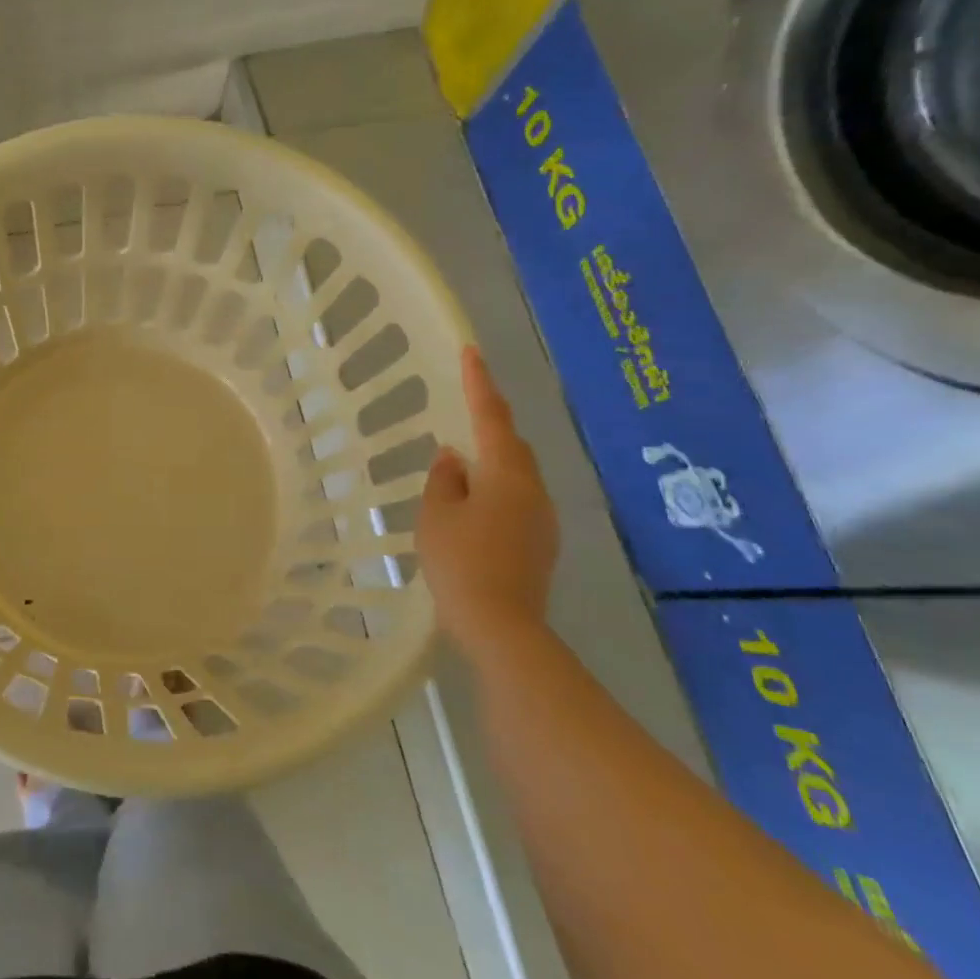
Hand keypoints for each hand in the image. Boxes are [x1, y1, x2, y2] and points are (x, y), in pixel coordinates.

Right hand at [415, 347, 558, 652]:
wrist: (501, 626)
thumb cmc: (460, 561)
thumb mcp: (436, 515)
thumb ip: (444, 479)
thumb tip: (454, 457)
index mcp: (506, 474)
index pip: (491, 417)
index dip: (479, 383)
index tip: (471, 352)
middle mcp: (533, 490)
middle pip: (512, 446)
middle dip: (489, 427)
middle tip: (463, 413)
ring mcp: (543, 519)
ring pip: (516, 477)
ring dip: (491, 465)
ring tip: (460, 470)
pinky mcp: (541, 544)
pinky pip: (517, 502)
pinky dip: (495, 493)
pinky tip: (473, 510)